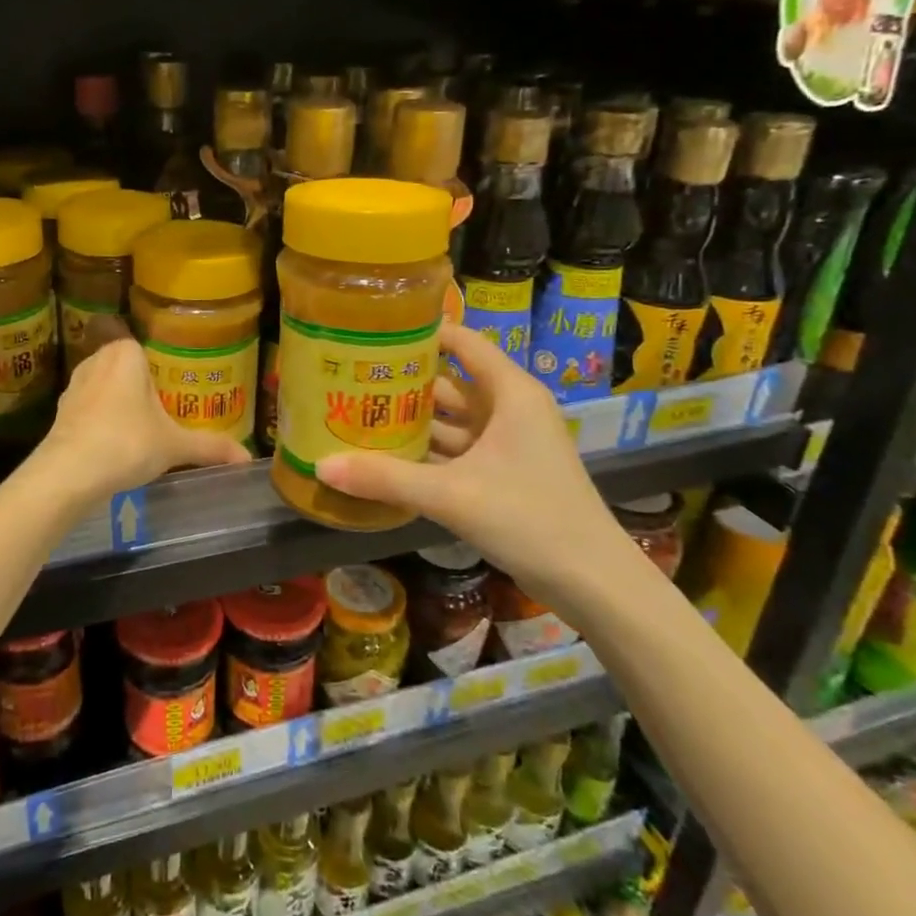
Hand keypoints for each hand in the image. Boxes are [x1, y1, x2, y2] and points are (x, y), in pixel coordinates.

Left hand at [26, 330, 251, 506]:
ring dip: (120, 405)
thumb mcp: (174, 446)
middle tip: (166, 413)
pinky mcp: (61, 410)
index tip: (177, 393)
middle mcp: (97, 359)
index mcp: (126, 353)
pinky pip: (89, 408)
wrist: (68, 473)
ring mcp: (75, 384)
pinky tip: (114, 444)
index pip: (149, 350)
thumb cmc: (127, 443)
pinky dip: (101, 421)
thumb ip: (210, 446)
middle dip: (143, 389)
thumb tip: (248, 457)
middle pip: (128, 369)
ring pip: (106, 388)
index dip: (164, 371)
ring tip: (141, 430)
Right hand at [315, 323, 636, 605]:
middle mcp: (509, 410)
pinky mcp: (501, 475)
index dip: (421, 331)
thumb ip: (386, 478)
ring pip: (449, 421)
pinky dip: (423, 453)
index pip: (462, 342)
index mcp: (510, 393)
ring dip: (409, 421)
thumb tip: (321, 465)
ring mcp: (506, 444)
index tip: (372, 330)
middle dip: (402, 381)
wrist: (594, 584)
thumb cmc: (531, 518)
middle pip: (448, 382)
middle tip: (349, 376)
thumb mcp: (452, 495)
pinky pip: (453, 452)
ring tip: (355, 413)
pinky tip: (383, 458)